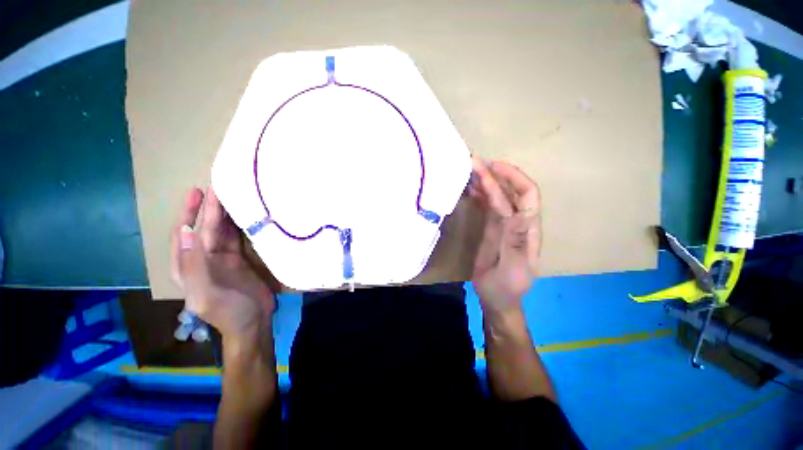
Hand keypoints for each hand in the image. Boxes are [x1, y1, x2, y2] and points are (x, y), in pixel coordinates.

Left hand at [170, 187, 274, 340]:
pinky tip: (243, 212)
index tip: (197, 191)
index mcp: (186, 266)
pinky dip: (238, 223)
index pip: (183, 233)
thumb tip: (187, 230)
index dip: (189, 212)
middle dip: (208, 207)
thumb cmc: (228, 311)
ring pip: (220, 229)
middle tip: (217, 185)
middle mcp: (201, 257)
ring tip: (230, 193)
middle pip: (203, 227)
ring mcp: (221, 257)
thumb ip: (193, 264)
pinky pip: (236, 236)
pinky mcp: (238, 258)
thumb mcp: (205, 293)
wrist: (253, 322)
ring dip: (223, 212)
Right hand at [468, 157, 541, 315]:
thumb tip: (522, 213)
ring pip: (497, 195)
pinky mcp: (492, 227)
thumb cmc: (505, 287)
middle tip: (473, 162)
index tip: (492, 166)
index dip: (513, 177)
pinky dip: (479, 194)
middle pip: (510, 191)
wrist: (496, 298)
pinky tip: (468, 187)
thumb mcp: (511, 269)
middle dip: (495, 174)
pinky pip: (487, 205)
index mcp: (527, 230)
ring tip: (468, 170)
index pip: (527, 195)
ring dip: (485, 181)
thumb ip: (515, 242)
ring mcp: (503, 223)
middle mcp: (518, 221)